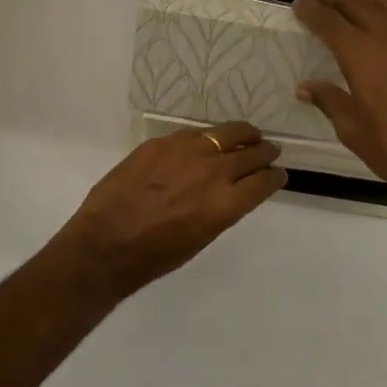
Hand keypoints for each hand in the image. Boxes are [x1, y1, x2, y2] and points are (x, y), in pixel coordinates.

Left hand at [51, 121, 286, 293]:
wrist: (106, 243)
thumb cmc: (156, 255)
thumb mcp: (202, 237)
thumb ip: (222, 208)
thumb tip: (232, 190)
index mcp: (226, 203)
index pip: (264, 181)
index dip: (276, 176)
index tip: (279, 174)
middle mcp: (213, 171)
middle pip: (252, 152)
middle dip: (264, 151)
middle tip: (269, 150)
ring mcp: (187, 151)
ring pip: (226, 132)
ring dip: (242, 135)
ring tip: (246, 135)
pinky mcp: (162, 142)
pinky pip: (194, 134)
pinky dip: (206, 138)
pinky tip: (204, 142)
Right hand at [293, 0, 386, 240]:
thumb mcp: (353, 131)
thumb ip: (329, 101)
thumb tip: (305, 87)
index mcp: (362, 55)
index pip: (329, 22)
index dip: (311, 12)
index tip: (298, 6)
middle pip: (358, 4)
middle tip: (319, 1)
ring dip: (367, 1)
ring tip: (356, 9)